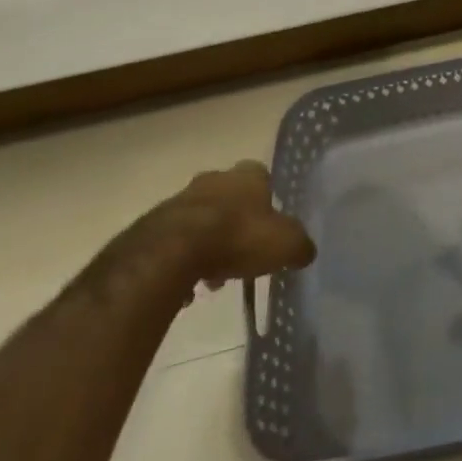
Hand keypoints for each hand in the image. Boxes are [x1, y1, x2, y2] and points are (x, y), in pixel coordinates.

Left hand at [160, 162, 315, 288]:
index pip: (264, 178)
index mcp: (249, 174)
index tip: (268, 229)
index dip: (267, 203)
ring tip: (213, 276)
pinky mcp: (155, 224)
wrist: (173, 251)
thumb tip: (306, 251)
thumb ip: (300, 245)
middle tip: (241, 255)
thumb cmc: (238, 237)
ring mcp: (183, 198)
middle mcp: (217, 178)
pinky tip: (187, 286)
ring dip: (209, 244)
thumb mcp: (285, 244)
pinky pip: (176, 241)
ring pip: (202, 220)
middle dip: (236, 224)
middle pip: (231, 199)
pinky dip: (183, 260)